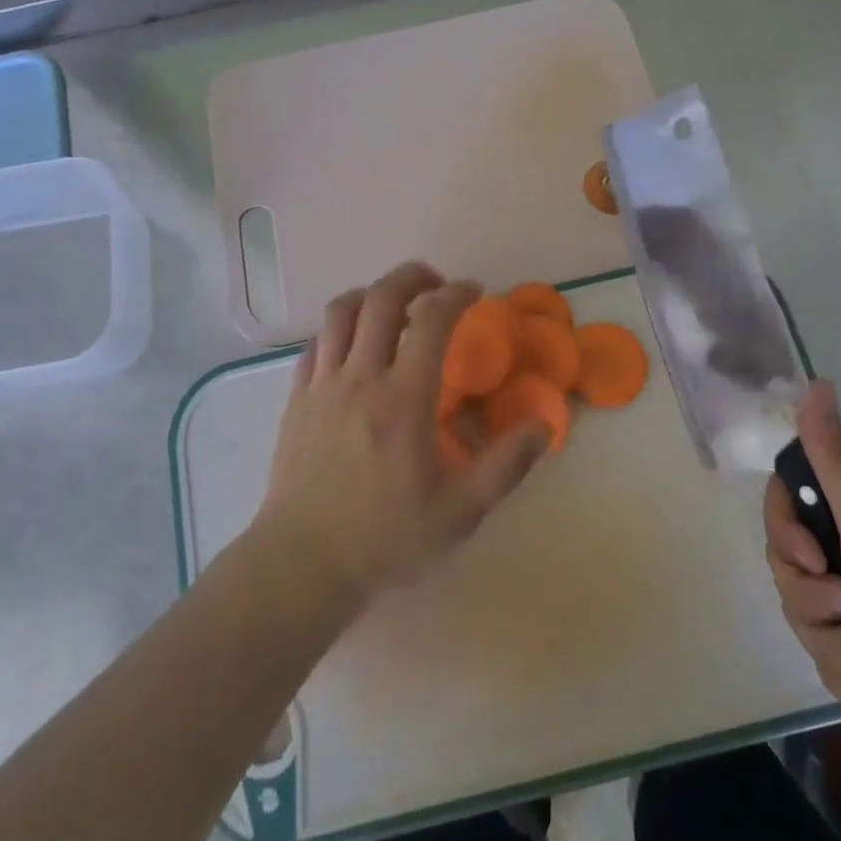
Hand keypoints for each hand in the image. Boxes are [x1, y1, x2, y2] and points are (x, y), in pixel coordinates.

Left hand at [253, 263, 549, 609]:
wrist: (302, 564)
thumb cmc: (384, 539)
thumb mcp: (459, 513)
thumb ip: (505, 466)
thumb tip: (545, 426)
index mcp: (404, 398)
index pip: (432, 320)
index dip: (456, 294)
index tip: (474, 291)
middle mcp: (361, 377)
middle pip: (381, 298)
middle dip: (412, 276)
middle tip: (435, 282)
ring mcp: (322, 384)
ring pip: (341, 311)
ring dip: (371, 294)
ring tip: (392, 304)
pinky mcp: (296, 398)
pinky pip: (315, 343)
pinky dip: (338, 329)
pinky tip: (352, 345)